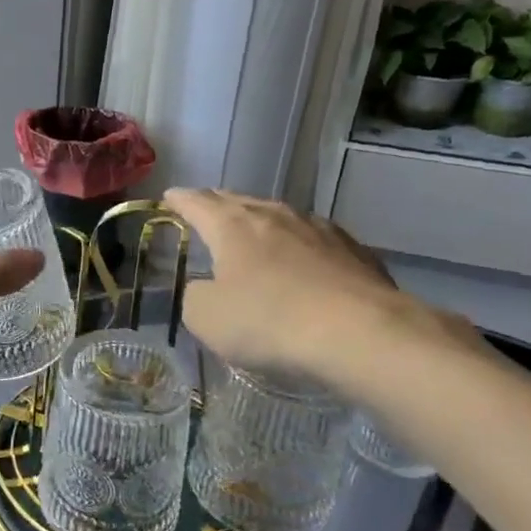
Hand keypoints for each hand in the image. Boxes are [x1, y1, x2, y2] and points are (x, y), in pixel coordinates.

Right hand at [164, 189, 469, 392]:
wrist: (361, 334)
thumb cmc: (269, 321)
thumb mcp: (206, 318)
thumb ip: (195, 296)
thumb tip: (206, 288)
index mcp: (232, 226)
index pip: (197, 202)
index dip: (180, 199)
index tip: (169, 196)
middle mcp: (275, 216)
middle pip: (239, 201)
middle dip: (218, 205)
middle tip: (206, 210)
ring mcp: (319, 229)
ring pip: (279, 217)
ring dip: (261, 224)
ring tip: (253, 235)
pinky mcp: (355, 251)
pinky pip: (314, 240)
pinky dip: (298, 246)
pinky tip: (302, 263)